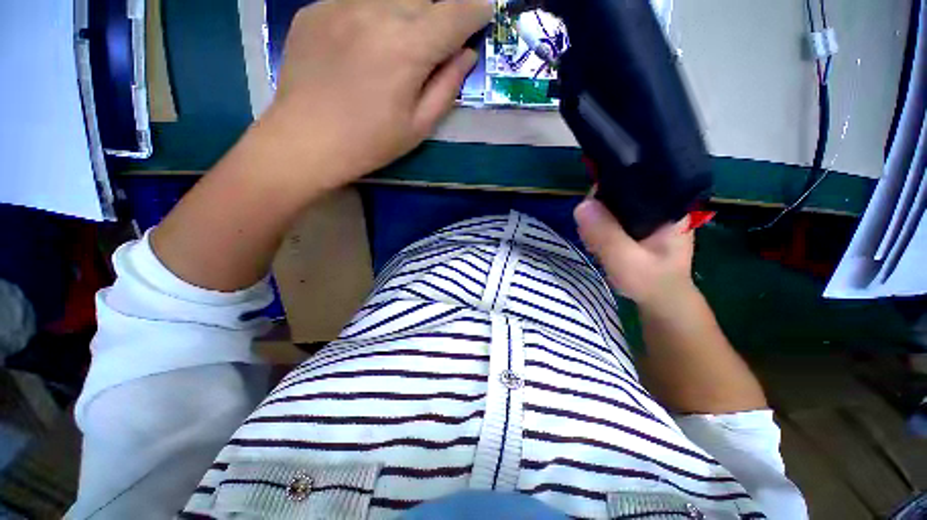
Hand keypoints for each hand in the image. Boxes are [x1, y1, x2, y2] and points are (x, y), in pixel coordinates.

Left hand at [265, 0, 491, 191]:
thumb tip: (466, 54)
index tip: (484, 12)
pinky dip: (374, 15)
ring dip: (408, 13)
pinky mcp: (317, 7)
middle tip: (436, 43)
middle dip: (440, 15)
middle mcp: (376, 12)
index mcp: (407, 48)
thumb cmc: (370, 143)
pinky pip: (359, 0)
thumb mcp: (418, 126)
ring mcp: (341, 3)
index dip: (475, 10)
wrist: (305, 141)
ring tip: (400, 46)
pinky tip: (366, 44)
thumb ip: (447, 86)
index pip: (455, 13)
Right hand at [574, 198, 695, 313]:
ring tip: (593, 242)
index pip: (634, 179)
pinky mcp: (636, 227)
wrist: (661, 302)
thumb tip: (581, 205)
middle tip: (590, 235)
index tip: (589, 211)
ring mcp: (646, 216)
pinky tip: (596, 242)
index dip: (606, 189)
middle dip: (598, 210)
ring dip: (596, 221)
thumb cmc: (651, 282)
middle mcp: (658, 204)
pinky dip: (598, 228)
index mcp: (667, 205)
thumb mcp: (626, 260)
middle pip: (619, 192)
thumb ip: (605, 235)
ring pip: (612, 206)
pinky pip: (610, 218)